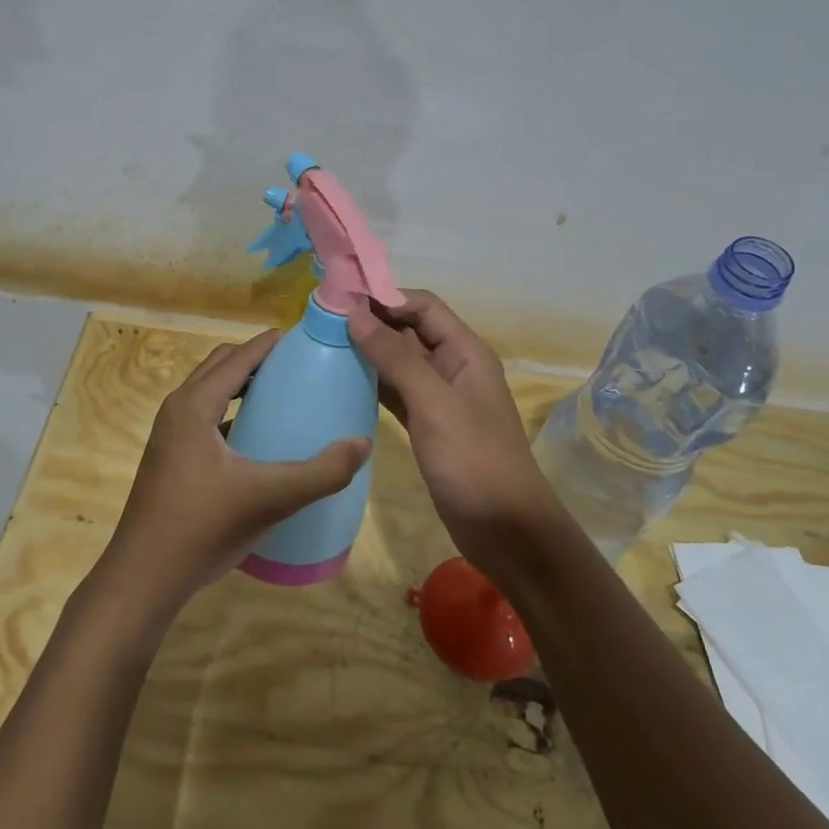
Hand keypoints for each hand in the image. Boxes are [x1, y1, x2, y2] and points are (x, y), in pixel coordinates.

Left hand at [98, 330, 370, 621]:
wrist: (143, 579)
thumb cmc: (202, 528)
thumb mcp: (270, 498)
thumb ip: (321, 472)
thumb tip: (362, 444)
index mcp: (194, 405)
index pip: (238, 357)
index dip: (271, 344)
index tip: (307, 339)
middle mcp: (177, 409)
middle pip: (221, 366)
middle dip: (257, 360)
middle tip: (298, 369)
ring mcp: (170, 435)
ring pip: (210, 392)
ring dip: (242, 386)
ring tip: (282, 398)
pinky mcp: (170, 459)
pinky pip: (205, 418)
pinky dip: (231, 413)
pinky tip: (257, 440)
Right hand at [348, 291, 564, 582]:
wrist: (505, 530)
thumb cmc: (474, 460)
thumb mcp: (434, 403)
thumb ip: (395, 356)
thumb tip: (355, 313)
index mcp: (465, 352)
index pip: (423, 306)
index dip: (385, 297)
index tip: (341, 299)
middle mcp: (453, 367)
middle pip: (410, 330)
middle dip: (372, 322)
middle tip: (323, 322)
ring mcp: (440, 399)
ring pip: (400, 362)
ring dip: (369, 352)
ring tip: (325, 346)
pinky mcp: (427, 426)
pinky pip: (396, 392)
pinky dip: (373, 384)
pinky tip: (343, 382)